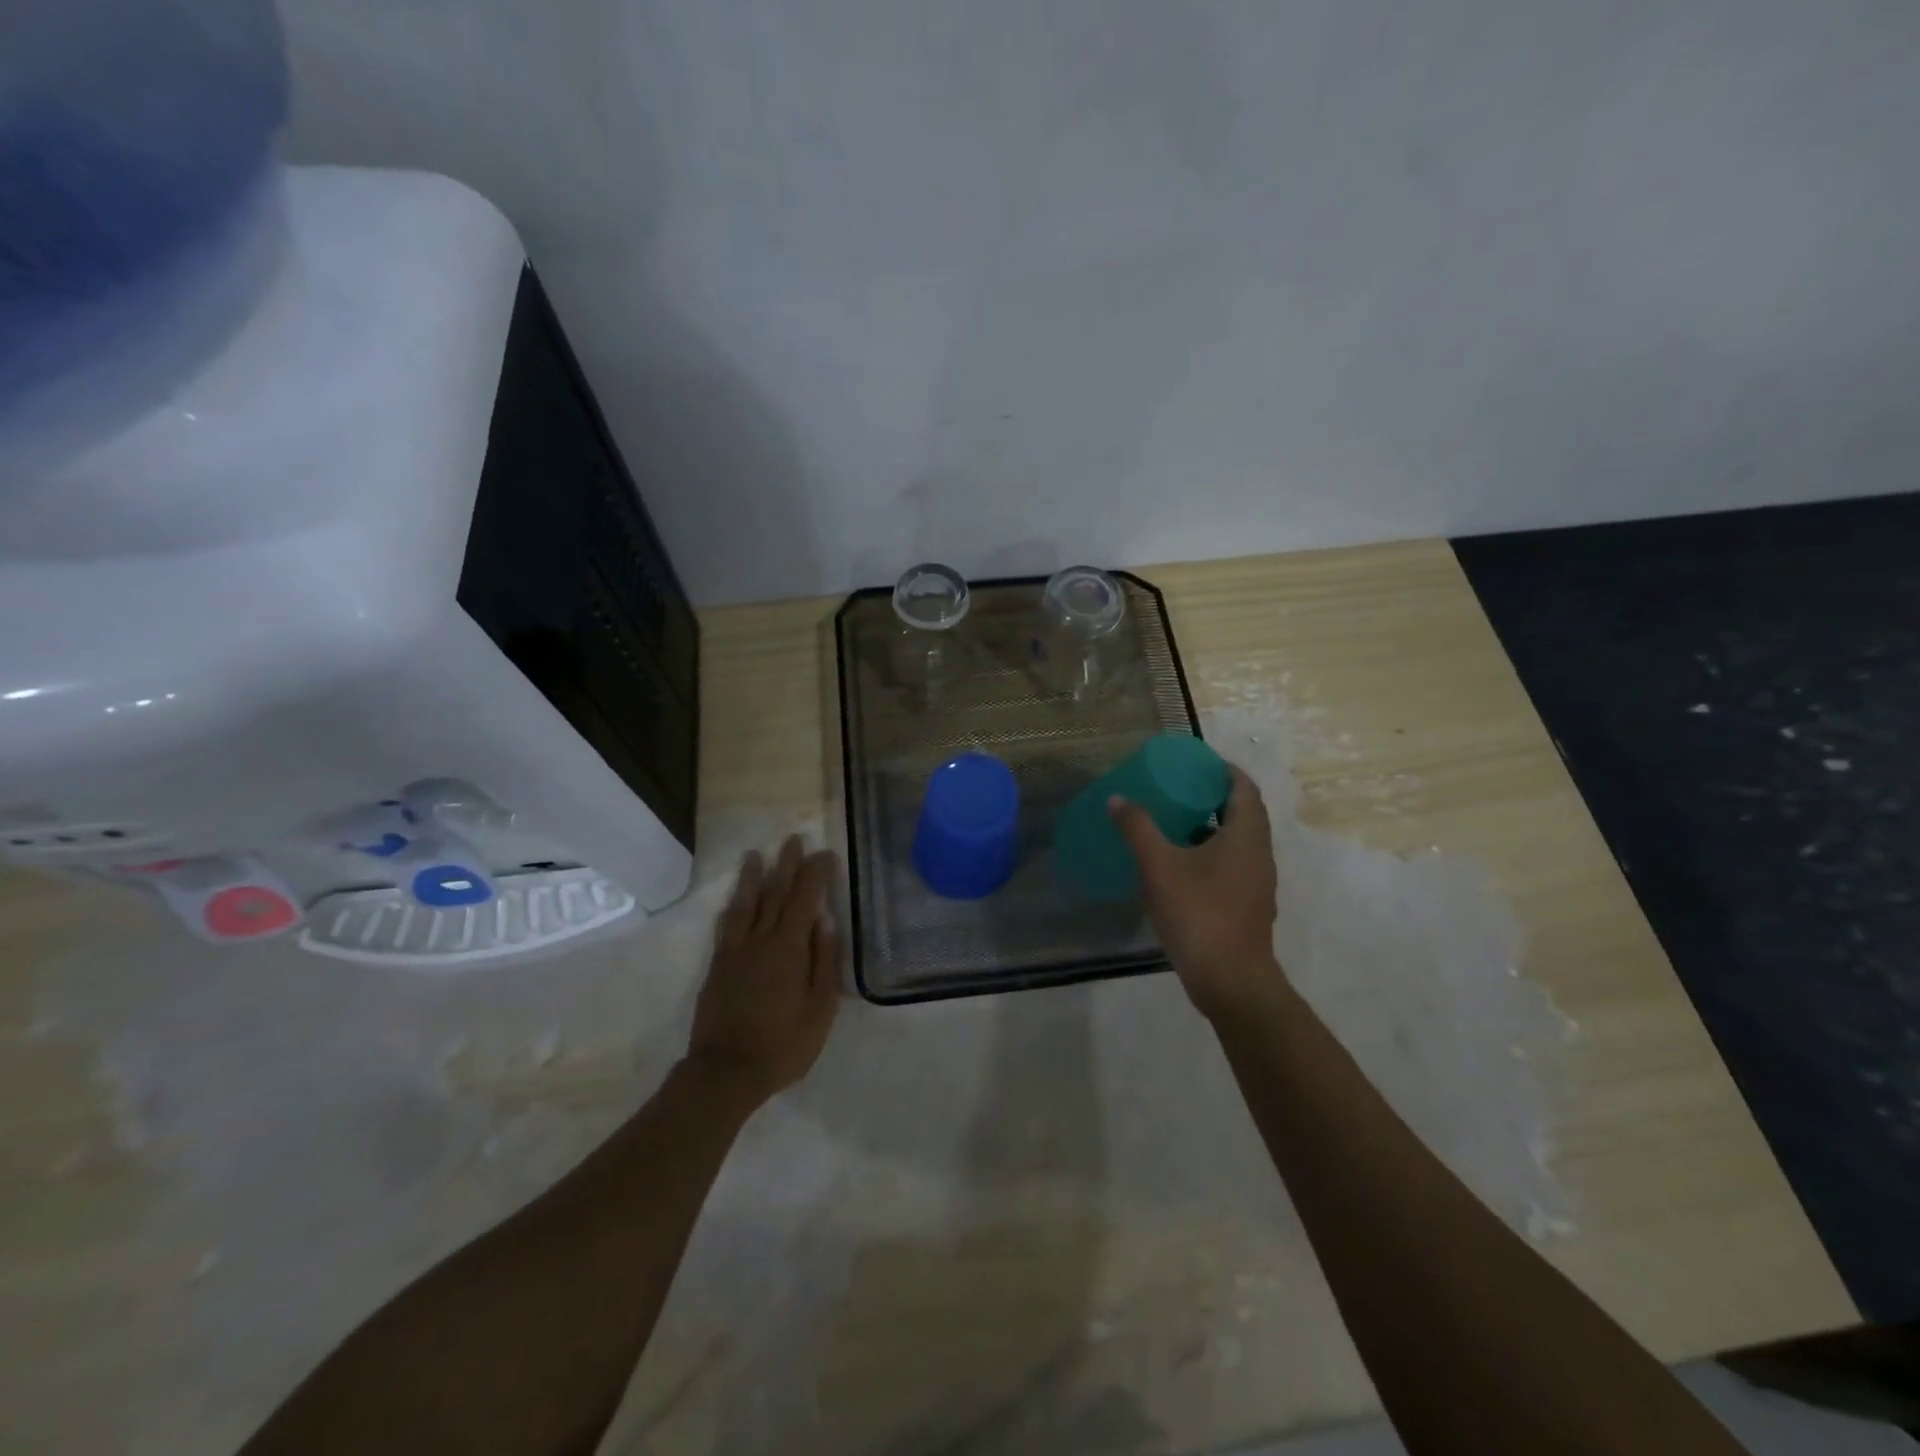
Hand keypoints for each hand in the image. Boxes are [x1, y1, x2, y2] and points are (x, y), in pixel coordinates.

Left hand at [686, 836, 840, 1106]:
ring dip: (752, 877)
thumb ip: (824, 962)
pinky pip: (725, 927)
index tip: (824, 853)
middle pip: (774, 893)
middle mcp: (760, 941)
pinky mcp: (717, 966)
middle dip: (786, 864)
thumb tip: (825, 921)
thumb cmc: (783, 1044)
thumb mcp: (820, 1009)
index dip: (815, 874)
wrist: (725, 1072)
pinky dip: (731, 908)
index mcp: (788, 948)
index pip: (804, 899)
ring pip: (745, 904)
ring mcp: (734, 952)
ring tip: (756, 854)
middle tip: (793, 839)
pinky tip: (733, 901)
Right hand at [1108, 765, 1284, 1022]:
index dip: (1224, 770)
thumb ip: (1138, 828)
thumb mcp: (1159, 866)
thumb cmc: (1199, 913)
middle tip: (1179, 789)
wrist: (1230, 981)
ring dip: (1212, 827)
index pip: (1244, 788)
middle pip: (1243, 813)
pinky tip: (1181, 866)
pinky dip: (1211, 855)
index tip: (1196, 763)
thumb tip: (1118, 799)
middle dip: (1213, 797)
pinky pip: (1233, 866)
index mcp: (1246, 835)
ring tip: (1175, 822)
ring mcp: (1257, 883)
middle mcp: (1259, 854)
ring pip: (1238, 842)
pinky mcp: (1249, 906)